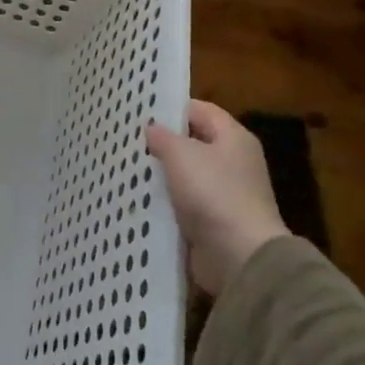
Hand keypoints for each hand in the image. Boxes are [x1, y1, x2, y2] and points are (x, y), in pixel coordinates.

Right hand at [146, 99, 288, 294]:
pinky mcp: (213, 222)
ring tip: (125, 168)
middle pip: (193, 143)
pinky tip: (138, 200)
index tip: (140, 112)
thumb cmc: (213, 193)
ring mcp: (224, 194)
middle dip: (162, 143)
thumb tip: (152, 128)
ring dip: (161, 175)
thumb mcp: (182, 155)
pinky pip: (184, 204)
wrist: (239, 257)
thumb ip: (163, 137)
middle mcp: (233, 163)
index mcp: (234, 138)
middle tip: (127, 140)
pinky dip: (165, 203)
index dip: (172, 108)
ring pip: (185, 176)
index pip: (201, 110)